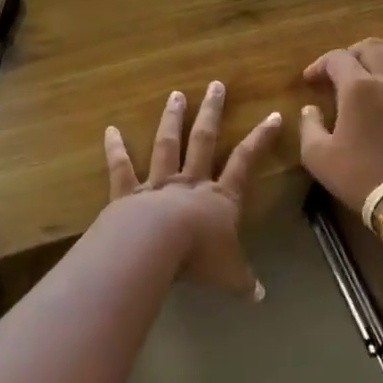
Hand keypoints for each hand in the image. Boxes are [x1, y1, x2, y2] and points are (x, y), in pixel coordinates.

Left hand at [103, 82, 281, 299]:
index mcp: (220, 198)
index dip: (260, 139)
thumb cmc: (198, 257)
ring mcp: (158, 184)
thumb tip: (261, 297)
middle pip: (203, 140)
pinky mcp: (128, 193)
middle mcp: (190, 183)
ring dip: (171, 119)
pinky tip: (109, 130)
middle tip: (215, 85)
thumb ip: (244, 282)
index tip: (272, 115)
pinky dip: (115, 149)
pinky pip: (122, 168)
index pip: (245, 162)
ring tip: (175, 94)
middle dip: (211, 112)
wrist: (155, 247)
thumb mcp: (229, 275)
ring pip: (167, 145)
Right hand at [299, 39, 382, 214]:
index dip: (319, 65)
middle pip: (371, 47)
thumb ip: (309, 126)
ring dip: (375, 65)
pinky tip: (382, 104)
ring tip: (362, 85)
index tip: (310, 81)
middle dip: (350, 55)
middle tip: (337, 75)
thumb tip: (310, 110)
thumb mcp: (318, 156)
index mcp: (359, 87)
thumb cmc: (359, 175)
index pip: (337, 58)